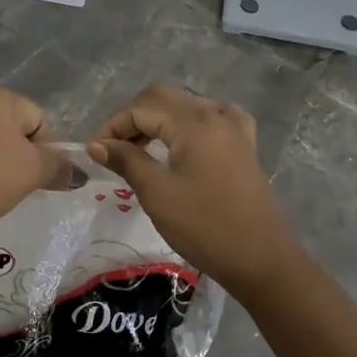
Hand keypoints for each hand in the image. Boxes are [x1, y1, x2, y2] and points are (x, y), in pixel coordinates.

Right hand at [88, 84, 300, 290]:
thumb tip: (98, 144)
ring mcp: (234, 128)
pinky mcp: (244, 145)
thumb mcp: (157, 194)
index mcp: (193, 123)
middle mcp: (214, 115)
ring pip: (187, 105)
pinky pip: (214, 117)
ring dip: (159, 118)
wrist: (261, 259)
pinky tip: (185, 141)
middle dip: (133, 117)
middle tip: (114, 148)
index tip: (95, 152)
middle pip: (163, 97)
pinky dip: (191, 122)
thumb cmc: (204, 227)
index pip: (141, 108)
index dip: (112, 126)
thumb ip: (126, 160)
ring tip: (141, 148)